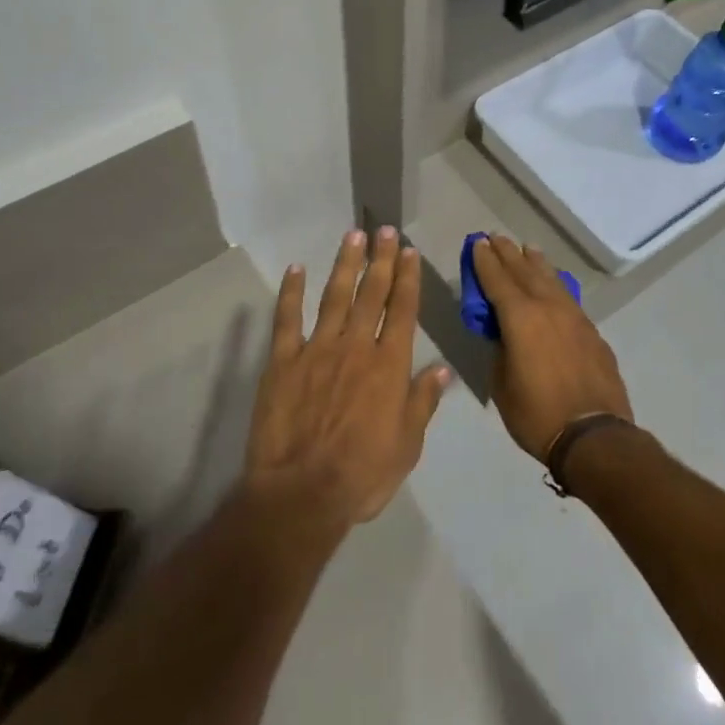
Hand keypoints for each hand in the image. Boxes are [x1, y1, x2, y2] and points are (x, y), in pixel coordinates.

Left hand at [244, 228, 453, 530]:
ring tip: (353, 236)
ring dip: (345, 264)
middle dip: (381, 259)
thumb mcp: (407, 445)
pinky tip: (296, 269)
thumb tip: (441, 369)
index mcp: (389, 365)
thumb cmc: (362, 474)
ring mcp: (317, 350)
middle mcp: (356, 347)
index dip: (407, 278)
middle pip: (371, 294)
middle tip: (385, 230)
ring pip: (335, 297)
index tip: (409, 251)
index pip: (402, 310)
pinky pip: (287, 319)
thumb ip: (422, 402)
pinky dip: (291, 292)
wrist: (302, 494)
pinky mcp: (283, 361)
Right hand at [471, 236, 633, 462]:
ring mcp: (574, 317)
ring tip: (526, 249)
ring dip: (535, 262)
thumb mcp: (502, 384)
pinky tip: (554, 283)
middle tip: (496, 237)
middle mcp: (548, 307)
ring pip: (551, 279)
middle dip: (507, 254)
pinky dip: (555, 283)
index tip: (477, 243)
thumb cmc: (537, 414)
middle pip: (524, 271)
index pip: (497, 280)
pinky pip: (568, 297)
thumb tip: (505, 336)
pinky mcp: (591, 331)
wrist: (594, 435)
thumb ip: (500, 351)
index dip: (484, 261)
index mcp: (520, 318)